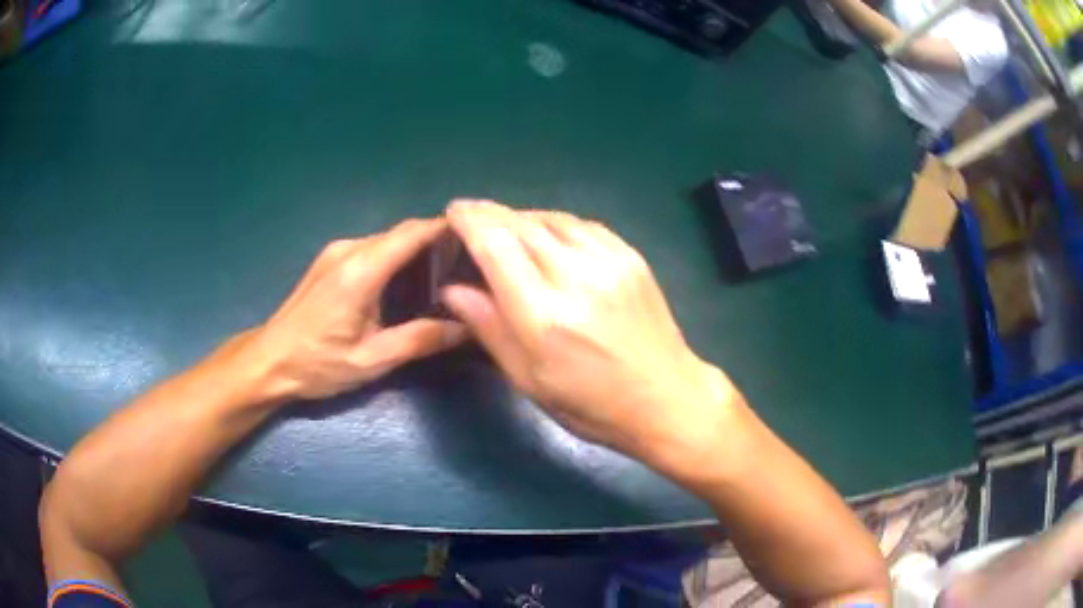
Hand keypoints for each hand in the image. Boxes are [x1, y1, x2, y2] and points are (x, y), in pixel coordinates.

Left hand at [243, 218, 467, 401]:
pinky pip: (371, 248)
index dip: (445, 229)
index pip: (412, 233)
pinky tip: (405, 282)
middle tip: (466, 265)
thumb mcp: (372, 360)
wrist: (269, 361)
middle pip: (401, 233)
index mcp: (361, 270)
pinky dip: (395, 256)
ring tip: (443, 275)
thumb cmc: (317, 364)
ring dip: (415, 250)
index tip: (477, 238)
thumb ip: (420, 340)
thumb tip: (466, 329)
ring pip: (387, 239)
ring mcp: (336, 251)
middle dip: (435, 241)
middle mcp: (349, 249)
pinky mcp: (329, 259)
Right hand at [442, 200, 740, 467]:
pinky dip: (555, 223)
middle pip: (521, 225)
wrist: (667, 397)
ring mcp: (609, 262)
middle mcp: (575, 278)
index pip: (496, 246)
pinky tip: (546, 232)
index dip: (470, 221)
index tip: (453, 212)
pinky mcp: (631, 257)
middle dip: (489, 214)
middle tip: (471, 216)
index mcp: (544, 316)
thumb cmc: (592, 404)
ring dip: (521, 216)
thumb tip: (453, 289)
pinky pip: (582, 225)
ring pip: (551, 219)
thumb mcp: (530, 380)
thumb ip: (490, 329)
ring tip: (504, 224)